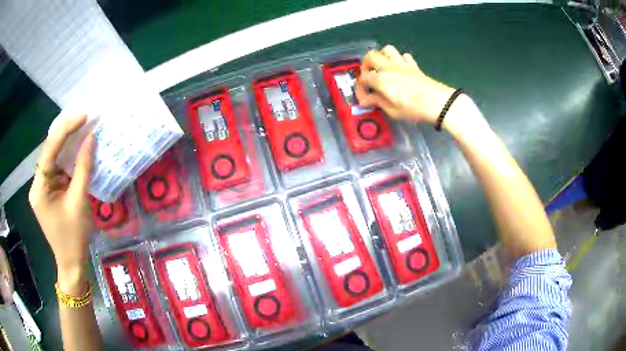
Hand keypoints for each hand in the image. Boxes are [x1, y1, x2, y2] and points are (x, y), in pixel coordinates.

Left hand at [29, 115, 94, 294]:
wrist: (72, 263)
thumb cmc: (74, 236)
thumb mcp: (79, 201)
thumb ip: (83, 168)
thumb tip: (91, 138)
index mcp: (39, 187)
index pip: (49, 149)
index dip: (66, 130)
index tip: (84, 116)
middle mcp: (38, 184)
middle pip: (50, 151)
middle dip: (66, 133)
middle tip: (85, 118)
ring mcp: (43, 188)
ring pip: (54, 158)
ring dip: (68, 144)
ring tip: (83, 128)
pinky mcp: (49, 193)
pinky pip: (58, 169)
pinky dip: (68, 159)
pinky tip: (78, 150)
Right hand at [355, 45, 455, 124]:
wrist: (438, 103)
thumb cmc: (414, 109)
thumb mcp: (393, 111)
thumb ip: (378, 102)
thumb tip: (367, 99)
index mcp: (381, 79)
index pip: (363, 78)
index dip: (360, 89)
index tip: (364, 99)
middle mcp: (389, 67)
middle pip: (370, 56)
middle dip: (366, 65)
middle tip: (369, 77)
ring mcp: (402, 64)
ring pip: (386, 50)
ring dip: (381, 57)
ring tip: (382, 69)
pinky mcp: (413, 66)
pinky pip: (403, 56)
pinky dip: (398, 60)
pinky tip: (400, 70)